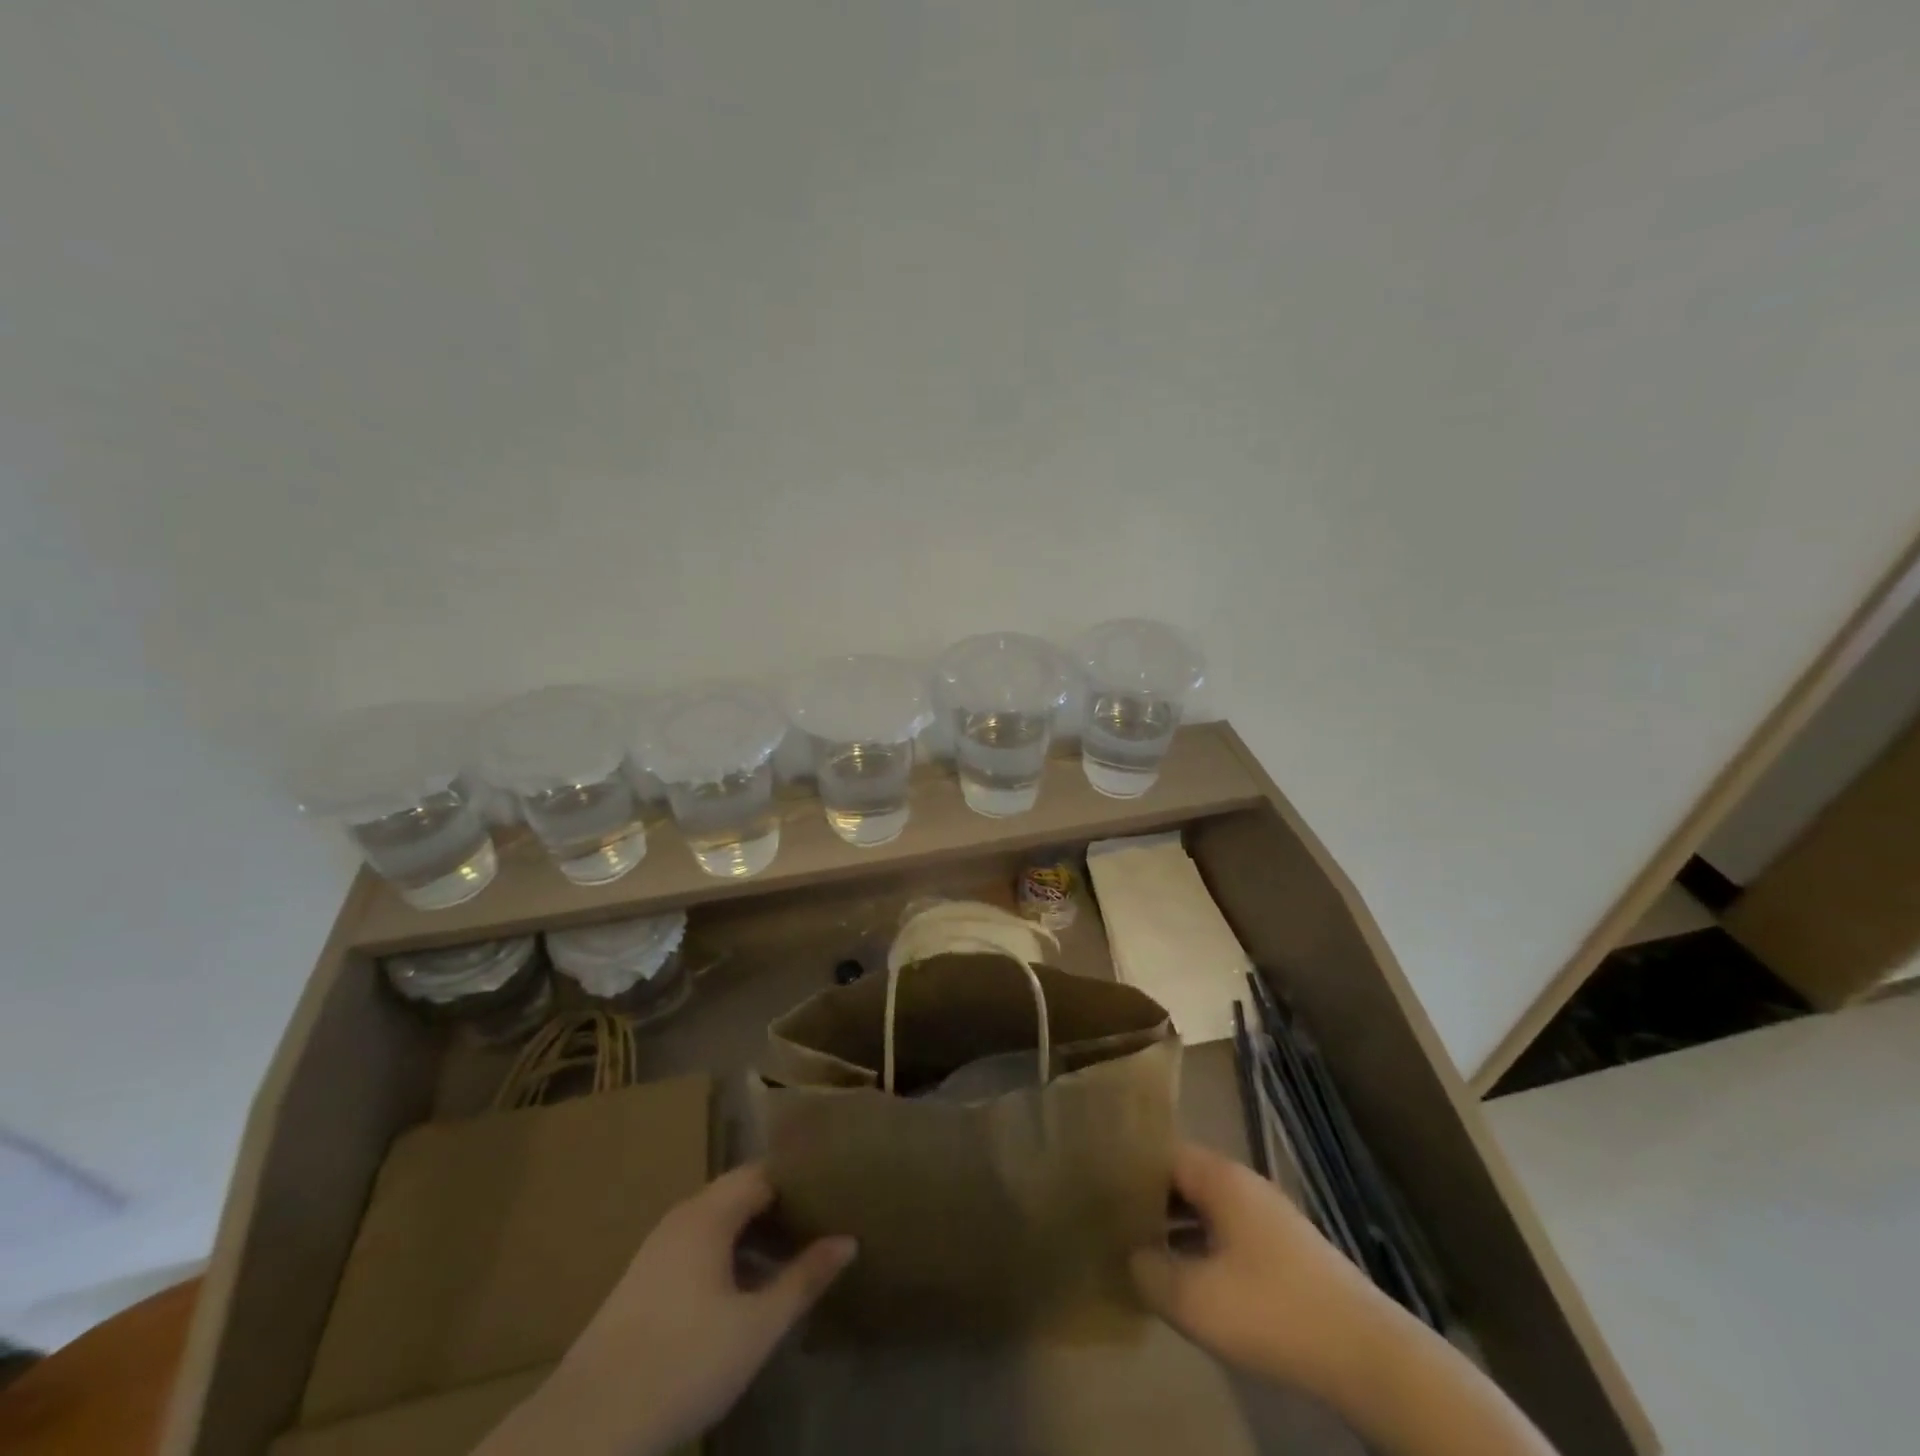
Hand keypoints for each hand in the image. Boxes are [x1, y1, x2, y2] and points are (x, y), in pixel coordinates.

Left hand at [481, 1165, 855, 1455]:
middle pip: (740, 1193)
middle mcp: (682, 1217)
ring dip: (755, 1233)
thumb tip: (848, 1240)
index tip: (834, 1186)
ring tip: (793, 1254)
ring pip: (718, 1222)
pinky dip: (730, 1253)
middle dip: (781, 1205)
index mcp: (709, 1213)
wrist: (587, 1427)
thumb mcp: (757, 1325)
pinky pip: (699, 1246)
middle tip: (823, 1220)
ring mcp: (658, 1249)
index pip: (764, 1172)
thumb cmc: (683, 1362)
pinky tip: (746, 1287)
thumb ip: (804, 1278)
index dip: (800, 1177)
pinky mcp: (643, 1282)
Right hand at [1131, 1141, 1390, 1395]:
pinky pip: (1227, 1234)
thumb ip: (1149, 1271)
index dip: (1129, 1169)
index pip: (1162, 1153)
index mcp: (1220, 1177)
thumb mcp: (1194, 1298)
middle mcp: (1243, 1184)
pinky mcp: (1283, 1251)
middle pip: (1183, 1179)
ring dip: (1175, 1228)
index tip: (1100, 1189)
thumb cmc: (1271, 1309)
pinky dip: (1202, 1248)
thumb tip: (1132, 1257)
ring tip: (1142, 1253)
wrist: (1364, 1352)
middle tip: (1114, 1223)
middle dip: (1149, 1201)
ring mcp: (1267, 1217)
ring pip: (1206, 1209)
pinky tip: (1189, 1280)